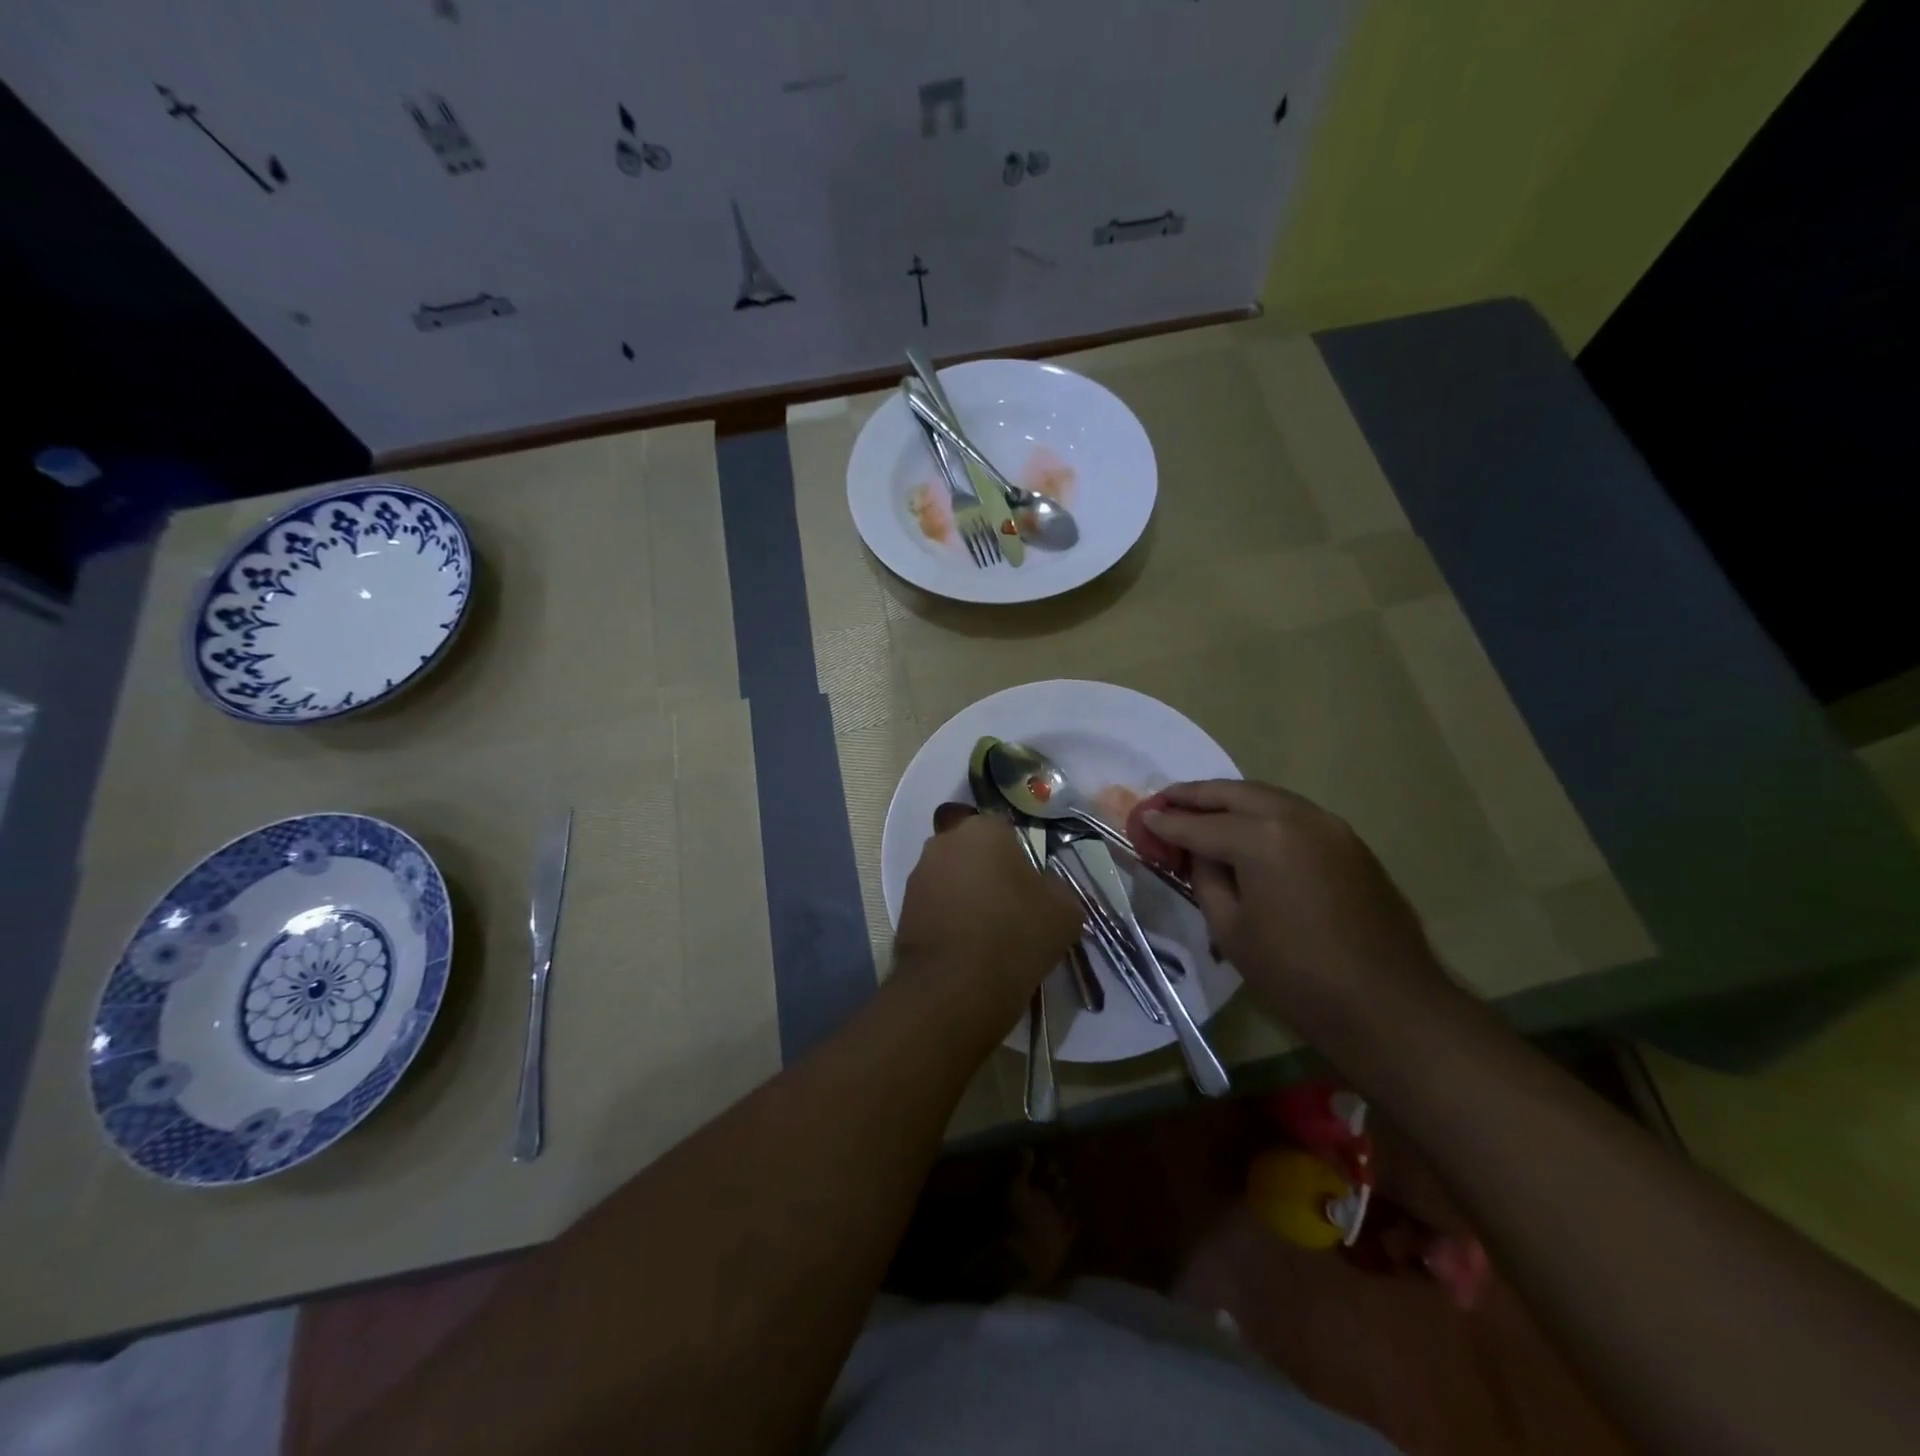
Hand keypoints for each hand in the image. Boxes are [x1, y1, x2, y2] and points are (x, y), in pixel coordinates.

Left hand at [894, 807, 1081, 1024]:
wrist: (956, 987)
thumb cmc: (1015, 935)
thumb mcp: (1065, 912)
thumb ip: (1057, 889)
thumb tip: (1046, 889)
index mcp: (983, 829)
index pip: (1003, 829)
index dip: (1017, 856)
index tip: (1028, 885)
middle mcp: (944, 842)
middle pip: (972, 850)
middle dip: (986, 870)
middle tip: (1009, 904)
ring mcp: (919, 874)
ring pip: (951, 876)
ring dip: (965, 894)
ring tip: (987, 931)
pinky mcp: (903, 907)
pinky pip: (935, 904)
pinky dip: (948, 918)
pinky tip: (966, 946)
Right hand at [1144, 781, 1450, 1032]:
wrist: (1391, 1006)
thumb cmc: (1298, 976)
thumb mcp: (1231, 930)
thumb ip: (1206, 878)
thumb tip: (1197, 852)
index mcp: (1262, 838)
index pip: (1199, 823)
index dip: (1165, 823)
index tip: (1140, 819)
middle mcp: (1296, 816)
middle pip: (1232, 793)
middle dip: (1193, 796)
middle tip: (1162, 803)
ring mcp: (1328, 825)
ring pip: (1265, 796)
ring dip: (1227, 799)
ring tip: (1197, 811)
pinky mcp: (1348, 841)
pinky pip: (1291, 813)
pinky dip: (1259, 812)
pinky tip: (1243, 830)